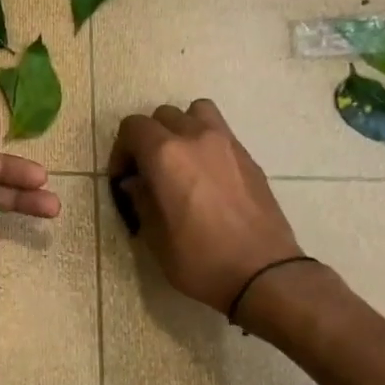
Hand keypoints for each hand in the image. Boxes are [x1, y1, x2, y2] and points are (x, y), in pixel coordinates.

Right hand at [108, 100, 303, 314]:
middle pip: (162, 115)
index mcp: (165, 155)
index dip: (121, 150)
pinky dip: (205, 141)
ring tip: (179, 160)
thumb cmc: (200, 259)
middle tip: (147, 171)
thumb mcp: (155, 237)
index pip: (133, 127)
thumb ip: (140, 200)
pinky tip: (206, 175)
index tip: (123, 178)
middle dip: (148, 138)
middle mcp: (195, 138)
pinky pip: (220, 132)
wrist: (263, 272)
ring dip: (181, 128)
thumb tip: (135, 183)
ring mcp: (227, 143)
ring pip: (196, 112)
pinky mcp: (248, 156)